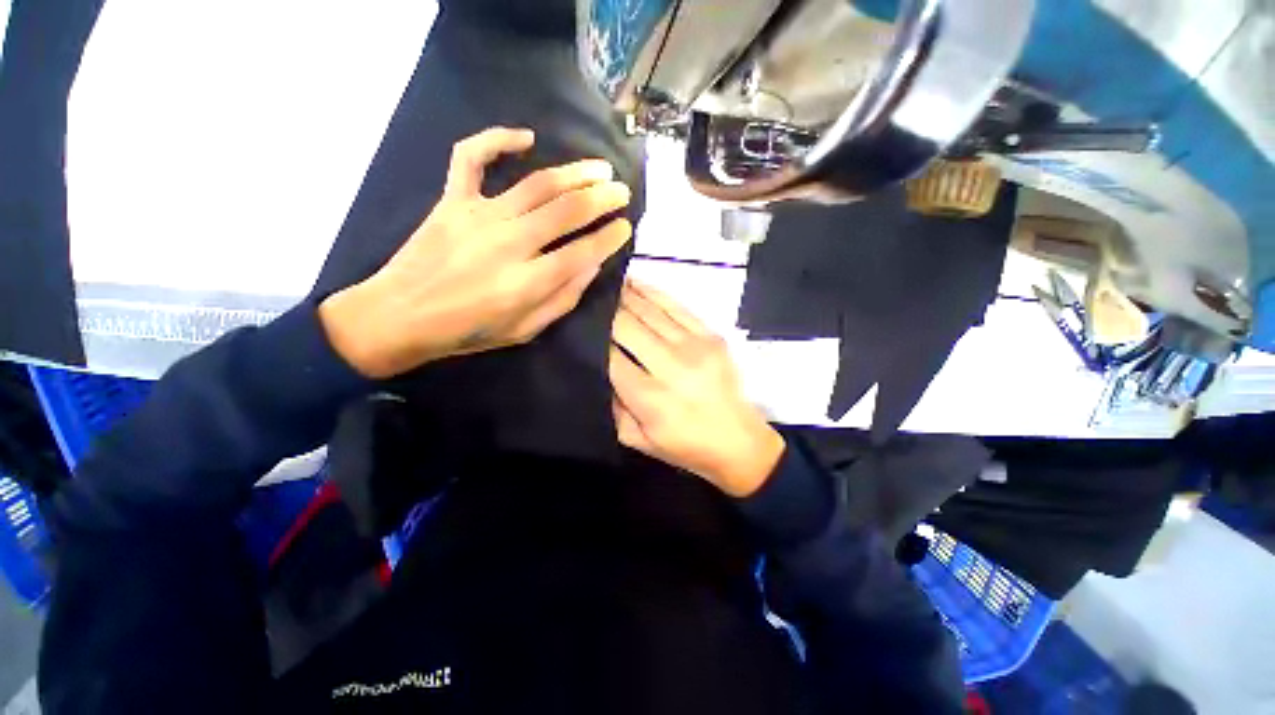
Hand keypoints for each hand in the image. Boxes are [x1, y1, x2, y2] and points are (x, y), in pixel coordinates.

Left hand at [320, 127, 632, 377]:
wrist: (400, 315)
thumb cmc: (469, 330)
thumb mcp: (525, 330)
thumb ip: (562, 300)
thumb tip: (591, 267)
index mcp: (527, 283)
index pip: (582, 252)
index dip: (609, 238)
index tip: (625, 227)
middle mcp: (508, 244)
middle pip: (566, 211)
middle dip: (602, 199)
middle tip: (622, 192)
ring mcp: (478, 216)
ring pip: (537, 184)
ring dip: (575, 172)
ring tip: (600, 169)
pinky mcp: (453, 200)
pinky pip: (472, 157)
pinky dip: (497, 139)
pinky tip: (526, 138)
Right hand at [608, 280, 784, 496]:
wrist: (739, 442)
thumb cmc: (686, 447)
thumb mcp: (638, 440)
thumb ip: (613, 406)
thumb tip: (600, 368)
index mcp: (650, 399)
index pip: (611, 357)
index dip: (592, 338)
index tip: (578, 325)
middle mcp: (672, 367)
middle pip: (628, 326)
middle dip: (605, 311)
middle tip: (589, 300)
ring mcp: (695, 347)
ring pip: (650, 311)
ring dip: (625, 295)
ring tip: (607, 284)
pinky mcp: (712, 336)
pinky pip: (677, 306)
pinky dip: (653, 292)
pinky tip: (635, 283)